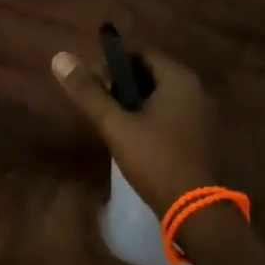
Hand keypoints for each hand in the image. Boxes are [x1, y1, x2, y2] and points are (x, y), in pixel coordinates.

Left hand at [0, 183, 195, 264]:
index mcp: (78, 189)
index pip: (123, 179)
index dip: (148, 193)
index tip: (172, 210)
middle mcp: (61, 187)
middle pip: (108, 194)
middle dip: (132, 210)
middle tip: (162, 230)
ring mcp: (45, 204)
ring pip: (91, 208)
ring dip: (112, 222)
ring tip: (142, 241)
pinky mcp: (37, 223)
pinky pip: (76, 219)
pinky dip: (93, 230)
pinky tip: (109, 251)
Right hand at [50, 45, 218, 216]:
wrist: (195, 210)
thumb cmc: (155, 160)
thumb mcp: (116, 126)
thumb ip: (89, 93)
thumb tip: (60, 58)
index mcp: (179, 78)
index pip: (142, 53)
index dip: (114, 63)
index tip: (93, 82)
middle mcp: (197, 89)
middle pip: (153, 73)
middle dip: (124, 83)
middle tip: (100, 102)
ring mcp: (203, 113)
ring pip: (163, 95)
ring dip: (138, 101)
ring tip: (113, 120)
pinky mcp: (203, 135)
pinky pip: (174, 112)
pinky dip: (154, 116)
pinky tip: (137, 136)